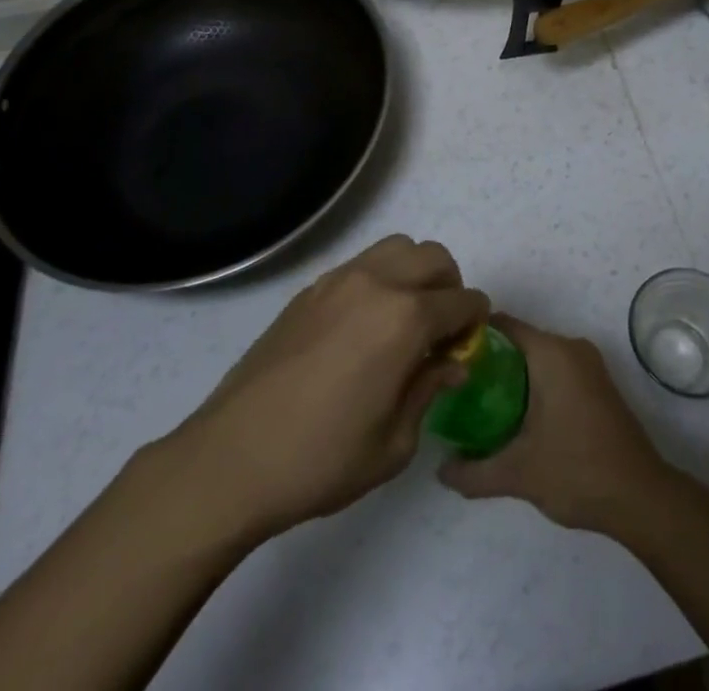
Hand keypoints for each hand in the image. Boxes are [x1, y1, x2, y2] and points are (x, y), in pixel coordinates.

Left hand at [147, 235, 488, 540]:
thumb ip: (429, 390)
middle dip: (449, 287)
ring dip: (414, 273)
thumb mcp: (393, 444)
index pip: (461, 300)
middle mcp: (377, 283)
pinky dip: (380, 279)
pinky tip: (363, 326)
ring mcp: (339, 280)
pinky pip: (362, 264)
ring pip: (397, 248)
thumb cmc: (321, 459)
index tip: (471, 341)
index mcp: (405, 319)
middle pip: (433, 258)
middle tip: (441, 329)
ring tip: (404, 318)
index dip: (475, 319)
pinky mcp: (311, 288)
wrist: (233, 457)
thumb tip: (450, 363)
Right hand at [438, 315, 670, 533]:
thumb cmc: (577, 470)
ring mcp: (589, 364)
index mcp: (552, 352)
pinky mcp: (598, 384)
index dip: (474, 336)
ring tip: (479, 402)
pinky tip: (515, 415)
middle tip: (459, 385)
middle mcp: (571, 347)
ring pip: (539, 357)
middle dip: (490, 359)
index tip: (448, 355)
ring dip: (512, 375)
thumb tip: (440, 470)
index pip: (504, 325)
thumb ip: (474, 472)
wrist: (641, 497)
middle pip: (520, 340)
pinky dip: (534, 384)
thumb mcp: (518, 473)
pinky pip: (556, 370)